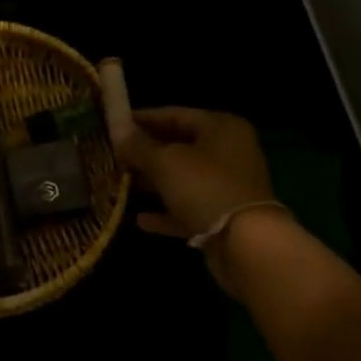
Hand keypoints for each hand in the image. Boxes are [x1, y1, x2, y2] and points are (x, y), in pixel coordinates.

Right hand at [114, 106, 274, 238]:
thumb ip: (139, 146)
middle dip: (145, 152)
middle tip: (113, 155)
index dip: (143, 118)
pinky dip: (166, 212)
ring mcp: (226, 187)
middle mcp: (228, 152)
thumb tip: (116, 130)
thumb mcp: (165, 162)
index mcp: (221, 128)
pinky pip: (187, 209)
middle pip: (180, 146)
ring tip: (120, 183)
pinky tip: (139, 219)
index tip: (113, 124)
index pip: (176, 114)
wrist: (247, 246)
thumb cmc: (206, 188)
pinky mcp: (222, 218)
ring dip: (153, 183)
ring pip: (182, 179)